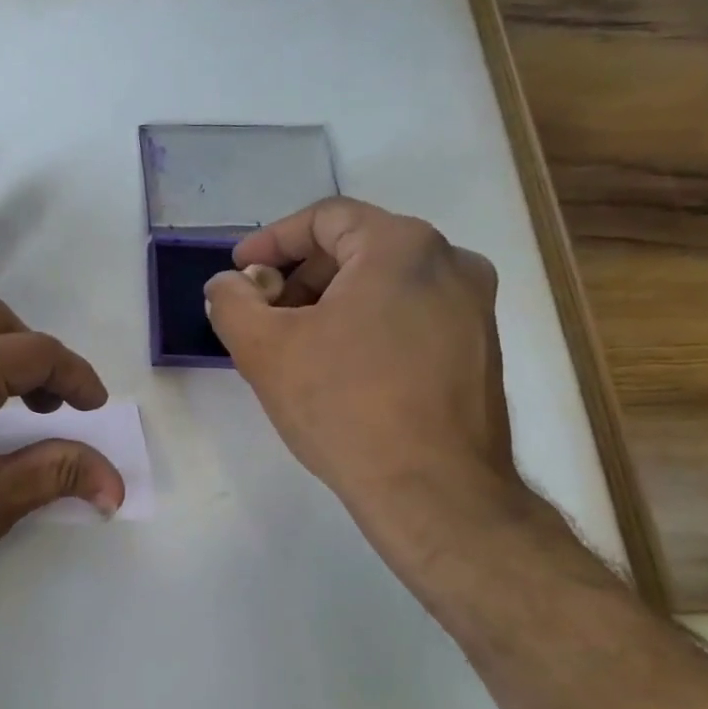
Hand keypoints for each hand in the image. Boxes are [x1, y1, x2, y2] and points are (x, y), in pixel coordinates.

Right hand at [202, 197, 524, 557]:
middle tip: (262, 313)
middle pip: (356, 248)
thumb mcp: (264, 349)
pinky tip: (339, 368)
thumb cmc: (344, 406)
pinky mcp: (480, 348)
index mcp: (402, 246)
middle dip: (299, 276)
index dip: (272, 240)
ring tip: (294, 345)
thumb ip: (231, 302)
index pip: (325, 218)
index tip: (240, 271)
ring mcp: (474, 307)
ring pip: (384, 283)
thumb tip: (228, 284)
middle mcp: (450, 262)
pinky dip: (366, 325)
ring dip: (330, 303)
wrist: (434, 491)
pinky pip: (410, 314)